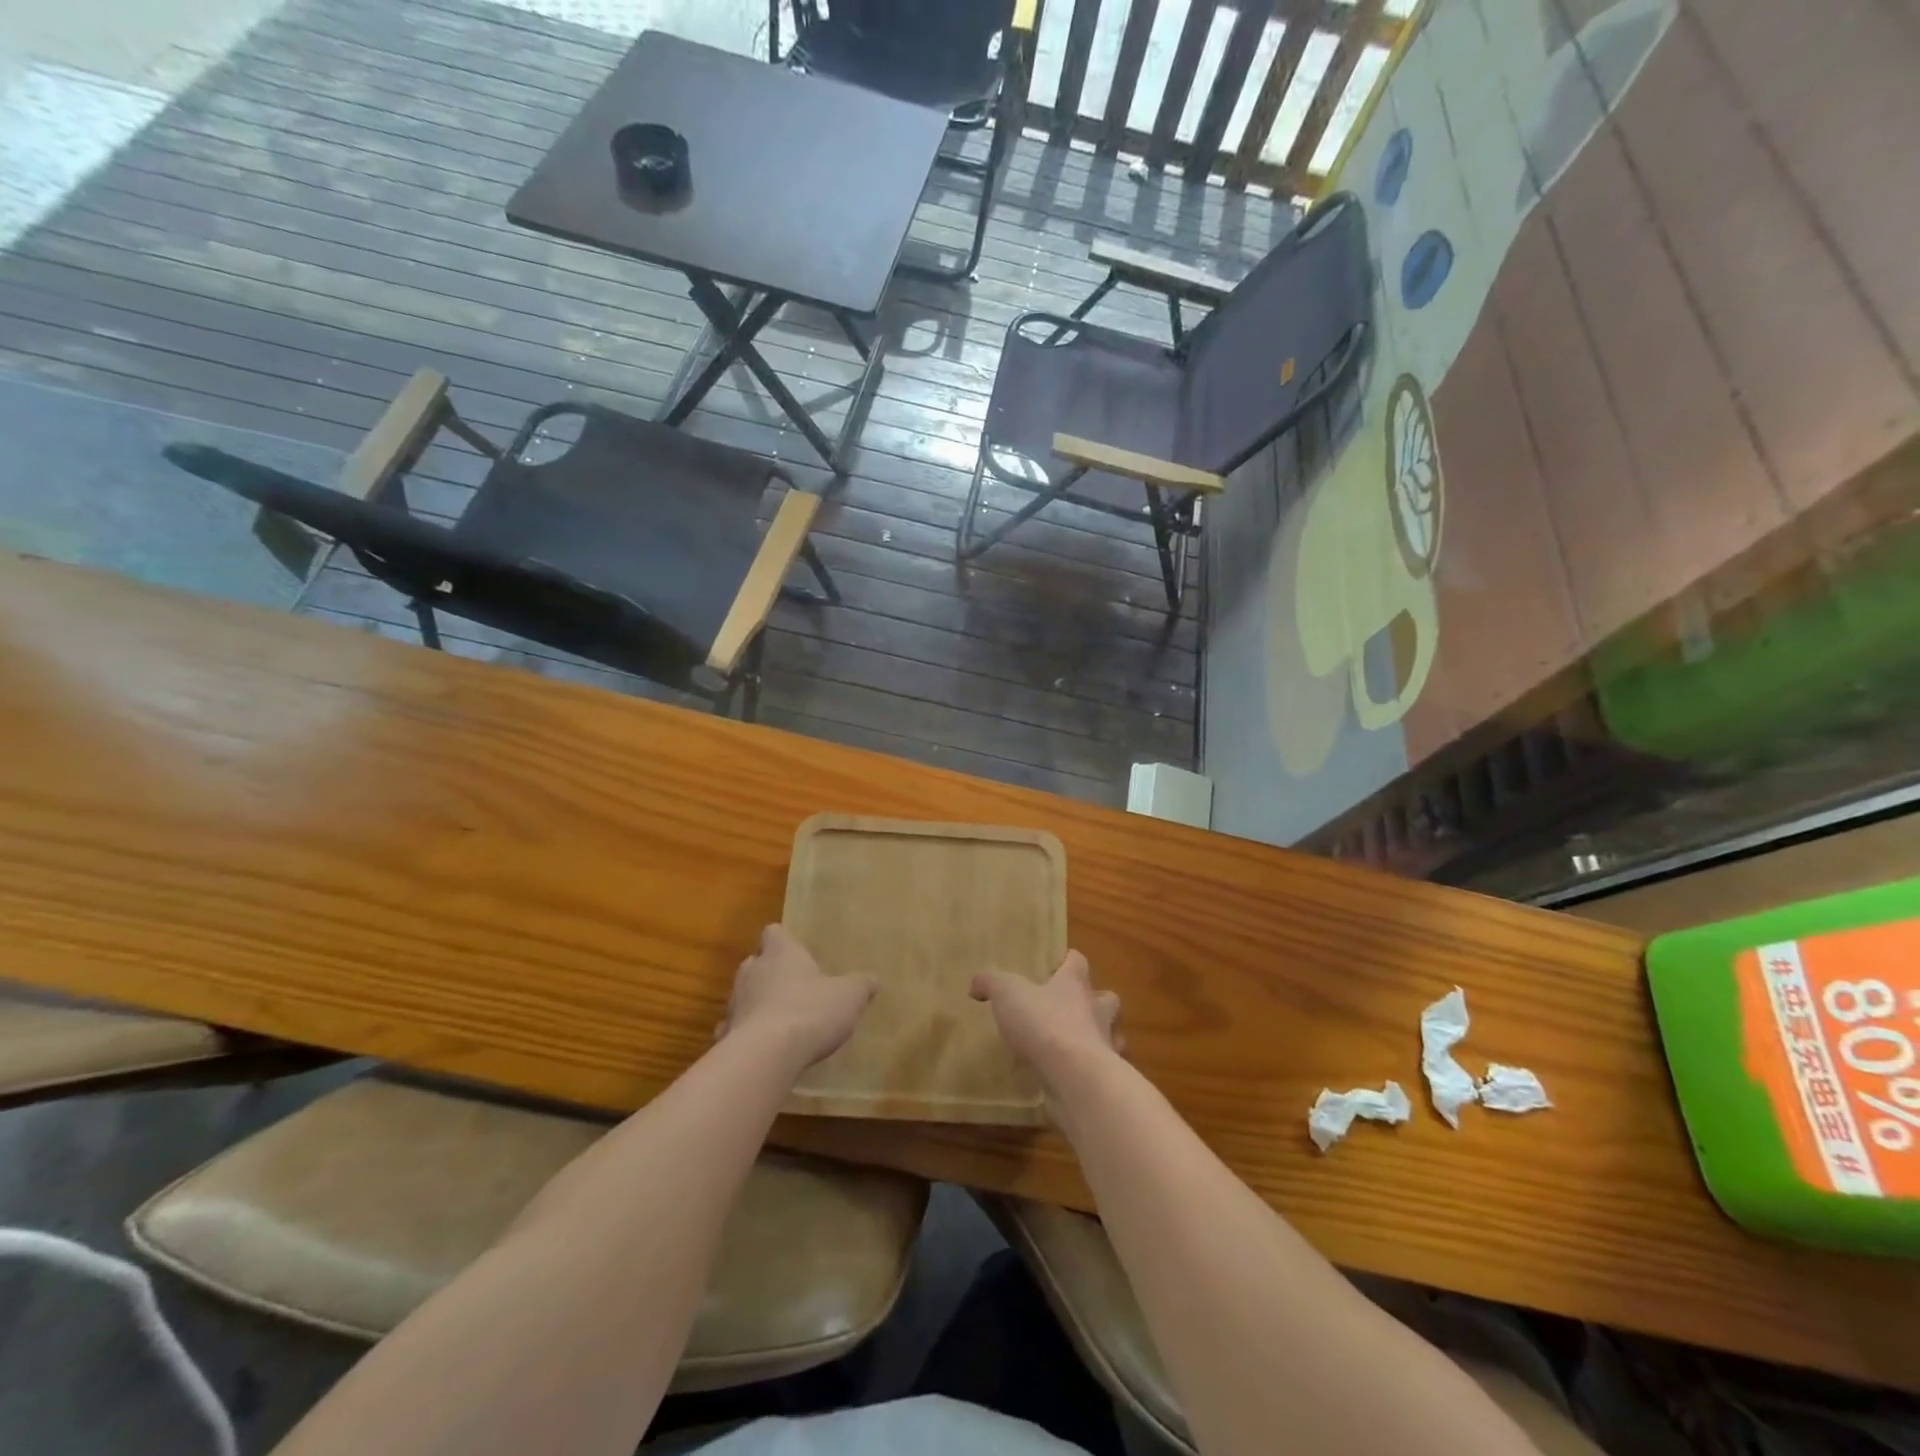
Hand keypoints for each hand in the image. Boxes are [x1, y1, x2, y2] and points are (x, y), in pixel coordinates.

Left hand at [719, 924, 873, 1071]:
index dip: (783, 940)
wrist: (765, 1056)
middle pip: (755, 963)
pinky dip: (745, 1036)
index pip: (774, 933)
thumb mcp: (849, 996)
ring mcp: (734, 1004)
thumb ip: (860, 985)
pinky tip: (761, 1050)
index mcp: (781, 954)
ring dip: (756, 1004)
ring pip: (743, 996)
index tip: (794, 950)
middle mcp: (753, 972)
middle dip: (769, 972)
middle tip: (791, 987)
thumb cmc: (810, 1011)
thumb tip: (873, 979)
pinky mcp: (725, 1036)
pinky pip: (734, 1030)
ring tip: (778, 1021)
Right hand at [970, 950, 1122, 1082]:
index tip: (1060, 964)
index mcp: (1075, 984)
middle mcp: (1097, 1010)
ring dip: (1099, 1037)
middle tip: (1073, 1009)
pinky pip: (1102, 1069)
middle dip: (1095, 1001)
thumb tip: (976, 983)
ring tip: (1077, 1045)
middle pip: (1106, 998)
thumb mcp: (1007, 994)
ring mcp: (1105, 1044)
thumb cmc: (1044, 1023)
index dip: (1069, 961)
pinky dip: (1091, 1071)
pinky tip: (1073, 1077)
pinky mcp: (1104, 1076)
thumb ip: (991, 983)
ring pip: (1111, 1034)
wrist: (1075, 1076)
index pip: (1078, 962)